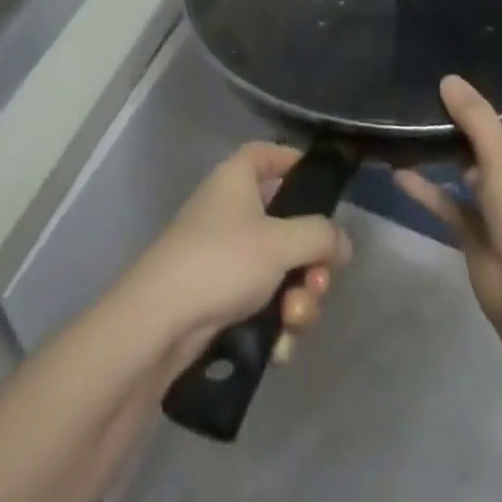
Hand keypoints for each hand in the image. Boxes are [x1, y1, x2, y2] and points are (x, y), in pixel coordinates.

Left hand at [123, 143, 352, 369]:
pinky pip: (263, 302)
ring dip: (298, 298)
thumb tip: (342, 242)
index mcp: (237, 179)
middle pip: (287, 223)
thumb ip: (320, 236)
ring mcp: (225, 256)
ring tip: (294, 320)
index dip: (295, 162)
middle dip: (311, 261)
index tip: (323, 188)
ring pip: (280, 270)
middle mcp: (231, 210)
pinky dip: (275, 323)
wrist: (159, 324)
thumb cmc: (220, 261)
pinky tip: (279, 347)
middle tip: (319, 283)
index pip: (268, 153)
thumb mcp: (279, 242)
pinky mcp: (221, 297)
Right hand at [396, 77, 501, 335]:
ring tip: (424, 109)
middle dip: (494, 108)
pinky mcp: (479, 230)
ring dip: (454, 146)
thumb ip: (476, 118)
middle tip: (465, 68)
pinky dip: (426, 188)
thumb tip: (449, 79)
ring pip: (476, 166)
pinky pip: (449, 202)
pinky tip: (397, 169)